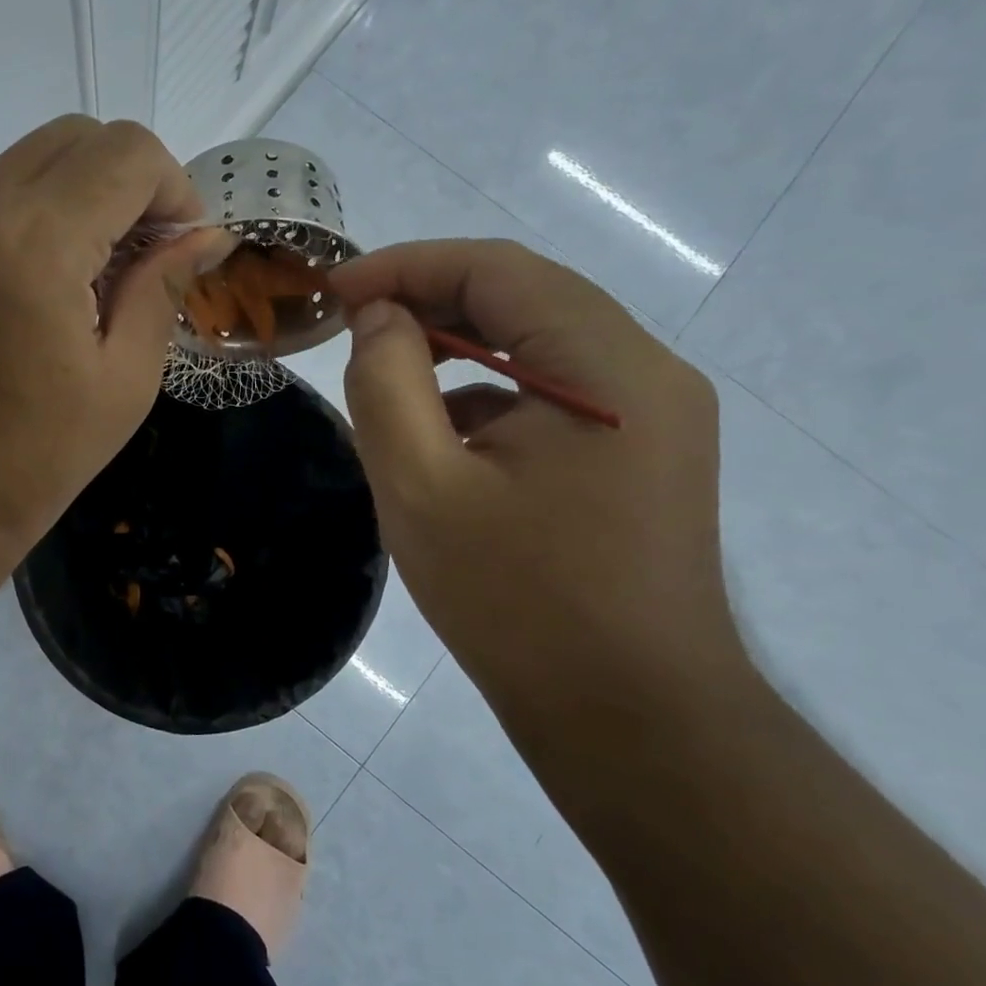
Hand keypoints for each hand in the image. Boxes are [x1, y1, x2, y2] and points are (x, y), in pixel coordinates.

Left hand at [0, 116, 231, 555]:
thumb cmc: (35, 458)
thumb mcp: (124, 380)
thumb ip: (163, 288)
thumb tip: (207, 236)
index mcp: (37, 243)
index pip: (127, 153)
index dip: (175, 189)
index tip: (184, 250)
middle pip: (78, 135)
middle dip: (133, 179)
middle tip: (149, 253)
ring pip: (34, 158)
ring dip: (87, 191)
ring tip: (104, 271)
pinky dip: (43, 210)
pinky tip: (57, 279)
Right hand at [329, 240, 748, 761]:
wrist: (630, 720)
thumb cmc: (518, 603)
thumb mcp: (422, 488)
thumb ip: (387, 384)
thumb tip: (379, 317)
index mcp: (608, 368)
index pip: (499, 270)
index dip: (407, 265)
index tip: (333, 290)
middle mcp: (646, 374)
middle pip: (525, 297)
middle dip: (429, 300)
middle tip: (349, 324)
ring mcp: (651, 417)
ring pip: (537, 345)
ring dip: (458, 346)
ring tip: (386, 374)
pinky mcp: (639, 456)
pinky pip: (552, 395)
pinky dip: (488, 393)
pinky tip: (441, 437)